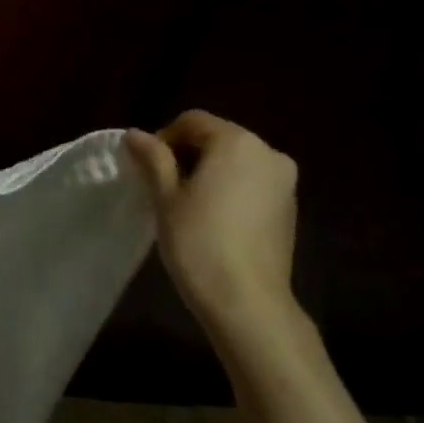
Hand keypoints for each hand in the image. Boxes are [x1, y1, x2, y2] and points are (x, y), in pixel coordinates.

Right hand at [124, 112, 310, 367]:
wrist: (247, 301)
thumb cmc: (199, 241)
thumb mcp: (166, 197)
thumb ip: (152, 158)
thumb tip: (135, 134)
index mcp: (237, 142)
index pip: (192, 121)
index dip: (163, 138)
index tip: (146, 169)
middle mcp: (268, 153)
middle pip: (217, 138)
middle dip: (186, 155)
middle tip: (161, 187)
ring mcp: (284, 182)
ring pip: (235, 162)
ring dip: (208, 173)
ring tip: (184, 204)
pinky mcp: (288, 209)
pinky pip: (251, 184)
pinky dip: (229, 190)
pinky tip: (212, 220)